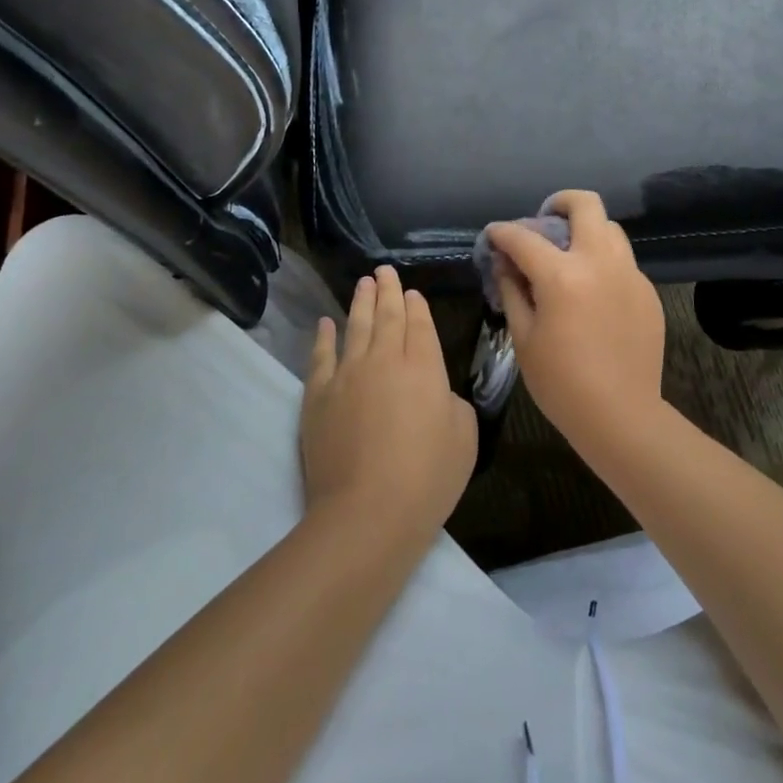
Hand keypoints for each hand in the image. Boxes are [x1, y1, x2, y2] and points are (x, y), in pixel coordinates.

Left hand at [301, 265, 476, 539]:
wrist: (368, 511)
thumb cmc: (427, 477)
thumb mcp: (465, 437)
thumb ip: (453, 404)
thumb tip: (436, 394)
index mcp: (424, 366)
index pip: (419, 324)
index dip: (416, 305)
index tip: (411, 291)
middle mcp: (384, 359)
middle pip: (386, 316)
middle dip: (387, 291)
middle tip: (384, 271)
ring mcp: (347, 374)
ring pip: (355, 327)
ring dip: (360, 302)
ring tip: (363, 283)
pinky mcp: (318, 395)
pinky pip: (321, 356)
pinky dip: (324, 336)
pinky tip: (325, 322)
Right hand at [483, 190, 666, 451]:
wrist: (621, 416)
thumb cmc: (561, 382)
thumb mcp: (524, 337)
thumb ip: (513, 290)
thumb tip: (506, 264)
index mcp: (562, 275)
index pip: (525, 237)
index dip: (503, 232)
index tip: (494, 235)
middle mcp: (600, 263)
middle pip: (586, 205)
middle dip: (560, 202)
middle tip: (545, 220)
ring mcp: (630, 275)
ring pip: (610, 229)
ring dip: (586, 230)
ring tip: (569, 254)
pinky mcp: (647, 292)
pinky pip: (623, 261)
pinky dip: (603, 262)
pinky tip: (592, 291)